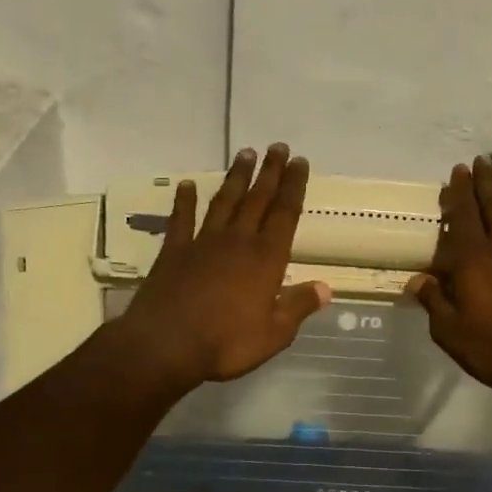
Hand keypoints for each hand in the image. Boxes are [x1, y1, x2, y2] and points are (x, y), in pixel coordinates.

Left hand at [117, 143, 330, 391]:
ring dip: (236, 178)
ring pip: (224, 202)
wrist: (165, 344)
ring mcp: (203, 243)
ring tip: (245, 154)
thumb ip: (298, 306)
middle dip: (270, 172)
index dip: (294, 187)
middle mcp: (237, 242)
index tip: (300, 162)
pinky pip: (182, 220)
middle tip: (278, 147)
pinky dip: (185, 201)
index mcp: (266, 259)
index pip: (285, 214)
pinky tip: (188, 185)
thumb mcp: (274, 333)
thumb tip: (326, 287)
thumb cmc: (226, 343)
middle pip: (258, 199)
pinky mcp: (174, 252)